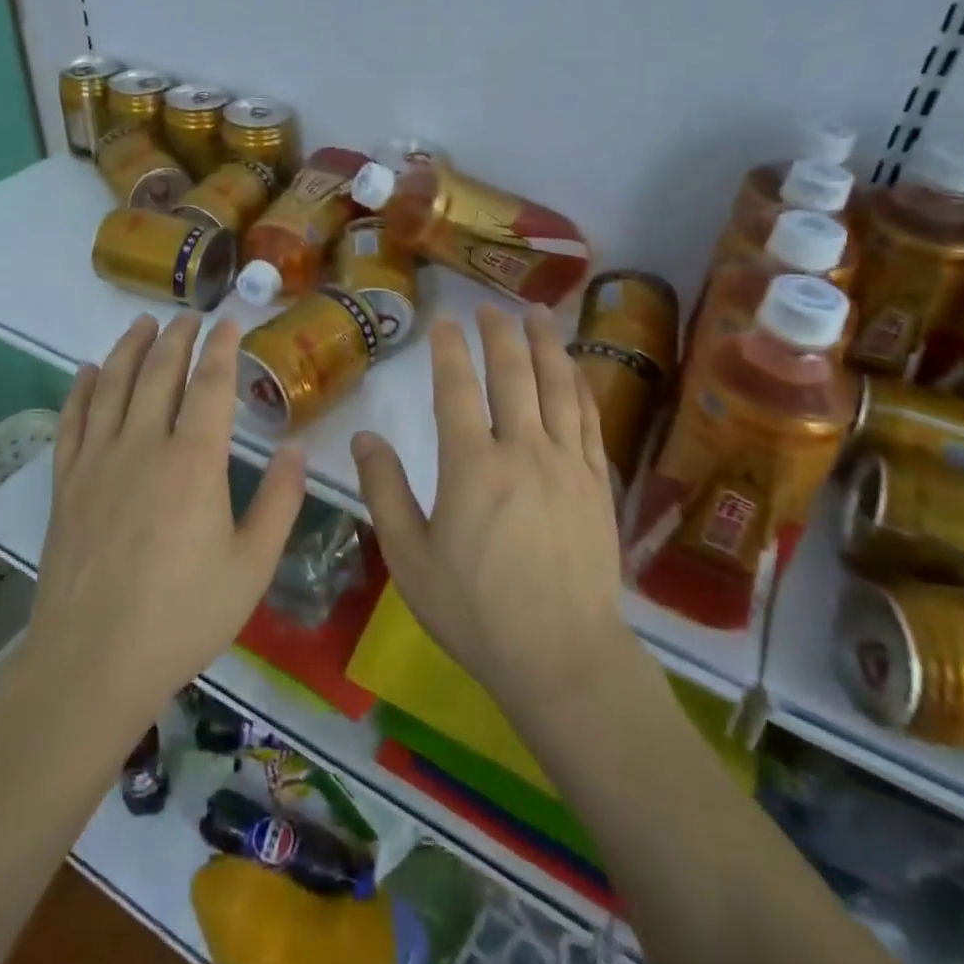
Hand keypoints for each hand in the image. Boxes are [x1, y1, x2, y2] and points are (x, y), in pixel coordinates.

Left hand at [23, 313, 305, 726]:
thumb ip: (280, 503)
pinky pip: (72, 420)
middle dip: (177, 337)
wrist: (91, 664)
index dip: (221, 347)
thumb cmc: (182, 617)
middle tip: (190, 315)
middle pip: (158, 372)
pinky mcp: (66, 483)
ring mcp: (97, 461)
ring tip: (143, 323)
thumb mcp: (252, 566)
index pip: (210, 384)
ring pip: (111, 384)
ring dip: (129, 348)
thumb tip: (297, 449)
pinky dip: (80, 389)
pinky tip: (86, 371)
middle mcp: (143, 445)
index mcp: (194, 461)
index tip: (229, 321)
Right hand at [353, 304, 638, 714]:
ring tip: (538, 312)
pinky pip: (590, 419)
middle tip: (491, 306)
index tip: (444, 321)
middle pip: (513, 374)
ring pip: (558, 386)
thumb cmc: (476, 611)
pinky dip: (579, 385)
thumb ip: (385, 492)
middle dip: (500, 333)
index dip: (449, 349)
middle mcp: (522, 451)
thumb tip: (365, 437)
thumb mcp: (409, 558)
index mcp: (471, 466)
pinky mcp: (598, 483)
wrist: (563, 656)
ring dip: (546, 344)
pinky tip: (574, 368)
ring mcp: (567, 464)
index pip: (457, 389)